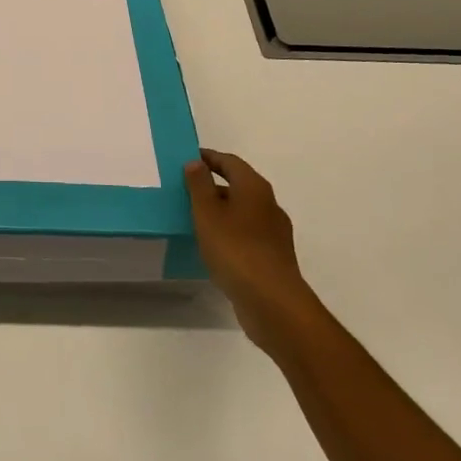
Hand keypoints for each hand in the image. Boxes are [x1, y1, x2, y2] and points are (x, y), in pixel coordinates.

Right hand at [184, 149, 311, 347]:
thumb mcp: (207, 212)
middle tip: (186, 190)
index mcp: (254, 187)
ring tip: (194, 219)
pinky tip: (213, 246)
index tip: (188, 159)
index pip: (230, 162)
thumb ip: (199, 184)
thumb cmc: (235, 249)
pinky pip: (247, 235)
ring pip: (243, 212)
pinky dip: (229, 233)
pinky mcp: (273, 257)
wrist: (272, 302)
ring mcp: (274, 233)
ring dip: (221, 211)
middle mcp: (269, 205)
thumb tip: (196, 162)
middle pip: (239, 186)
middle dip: (213, 185)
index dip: (209, 158)